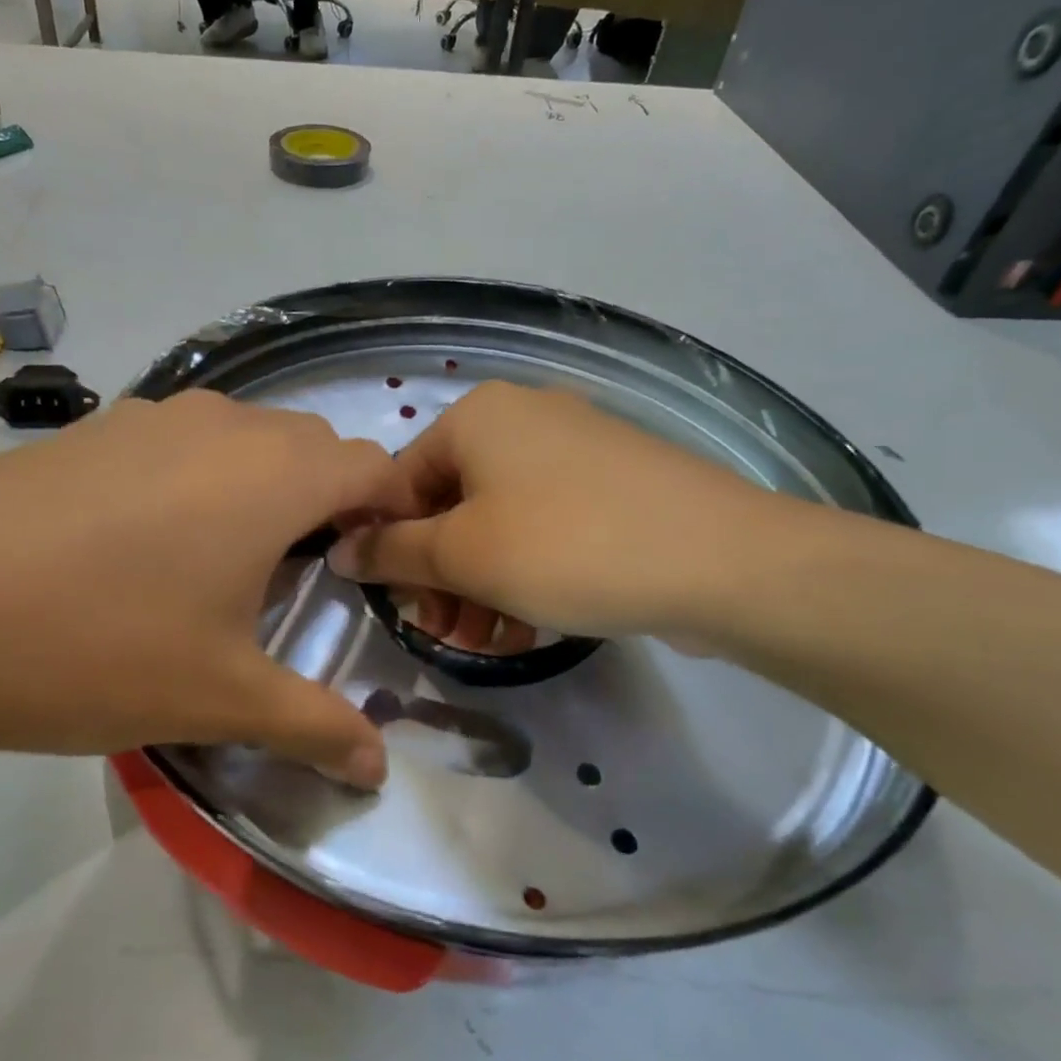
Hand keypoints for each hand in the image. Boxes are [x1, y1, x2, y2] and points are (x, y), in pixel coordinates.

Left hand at [0, 392, 407, 786]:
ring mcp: (151, 417)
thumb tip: (378, 769)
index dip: (392, 515)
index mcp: (273, 475)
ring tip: (232, 561)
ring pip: (248, 438)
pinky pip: (184, 441)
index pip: (373, 468)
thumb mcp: (218, 698)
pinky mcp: (94, 429)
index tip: (376, 571)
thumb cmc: (91, 648)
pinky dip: (204, 477)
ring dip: (266, 486)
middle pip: (315, 447)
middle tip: (311, 577)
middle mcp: (223, 424)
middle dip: (334, 503)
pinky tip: (152, 543)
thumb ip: (314, 727)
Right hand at [327, 381, 813, 651]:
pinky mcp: (613, 484)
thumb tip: (340, 550)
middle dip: (441, 578)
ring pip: (499, 522)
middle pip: (451, 505)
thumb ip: (392, 551)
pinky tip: (528, 628)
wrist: (721, 559)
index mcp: (477, 416)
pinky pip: (546, 527)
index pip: (400, 482)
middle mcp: (522, 418)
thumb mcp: (463, 555)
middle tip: (445, 634)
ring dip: (481, 586)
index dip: (390, 548)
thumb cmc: (567, 547)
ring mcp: (574, 449)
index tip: (400, 607)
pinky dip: (526, 574)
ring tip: (487, 644)